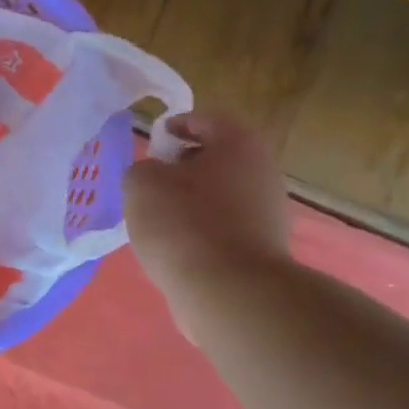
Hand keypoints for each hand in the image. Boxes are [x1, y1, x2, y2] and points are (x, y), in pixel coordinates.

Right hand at [124, 112, 291, 307]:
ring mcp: (268, 211)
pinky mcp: (262, 247)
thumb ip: (142, 169)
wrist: (227, 289)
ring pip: (221, 194)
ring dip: (192, 201)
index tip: (153, 143)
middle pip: (217, 158)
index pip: (205, 119)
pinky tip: (178, 249)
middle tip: (152, 183)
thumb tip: (153, 178)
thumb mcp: (141, 184)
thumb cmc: (183, 223)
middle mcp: (262, 170)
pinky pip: (225, 227)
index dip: (175, 126)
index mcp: (238, 142)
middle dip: (183, 167)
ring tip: (159, 221)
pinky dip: (202, 231)